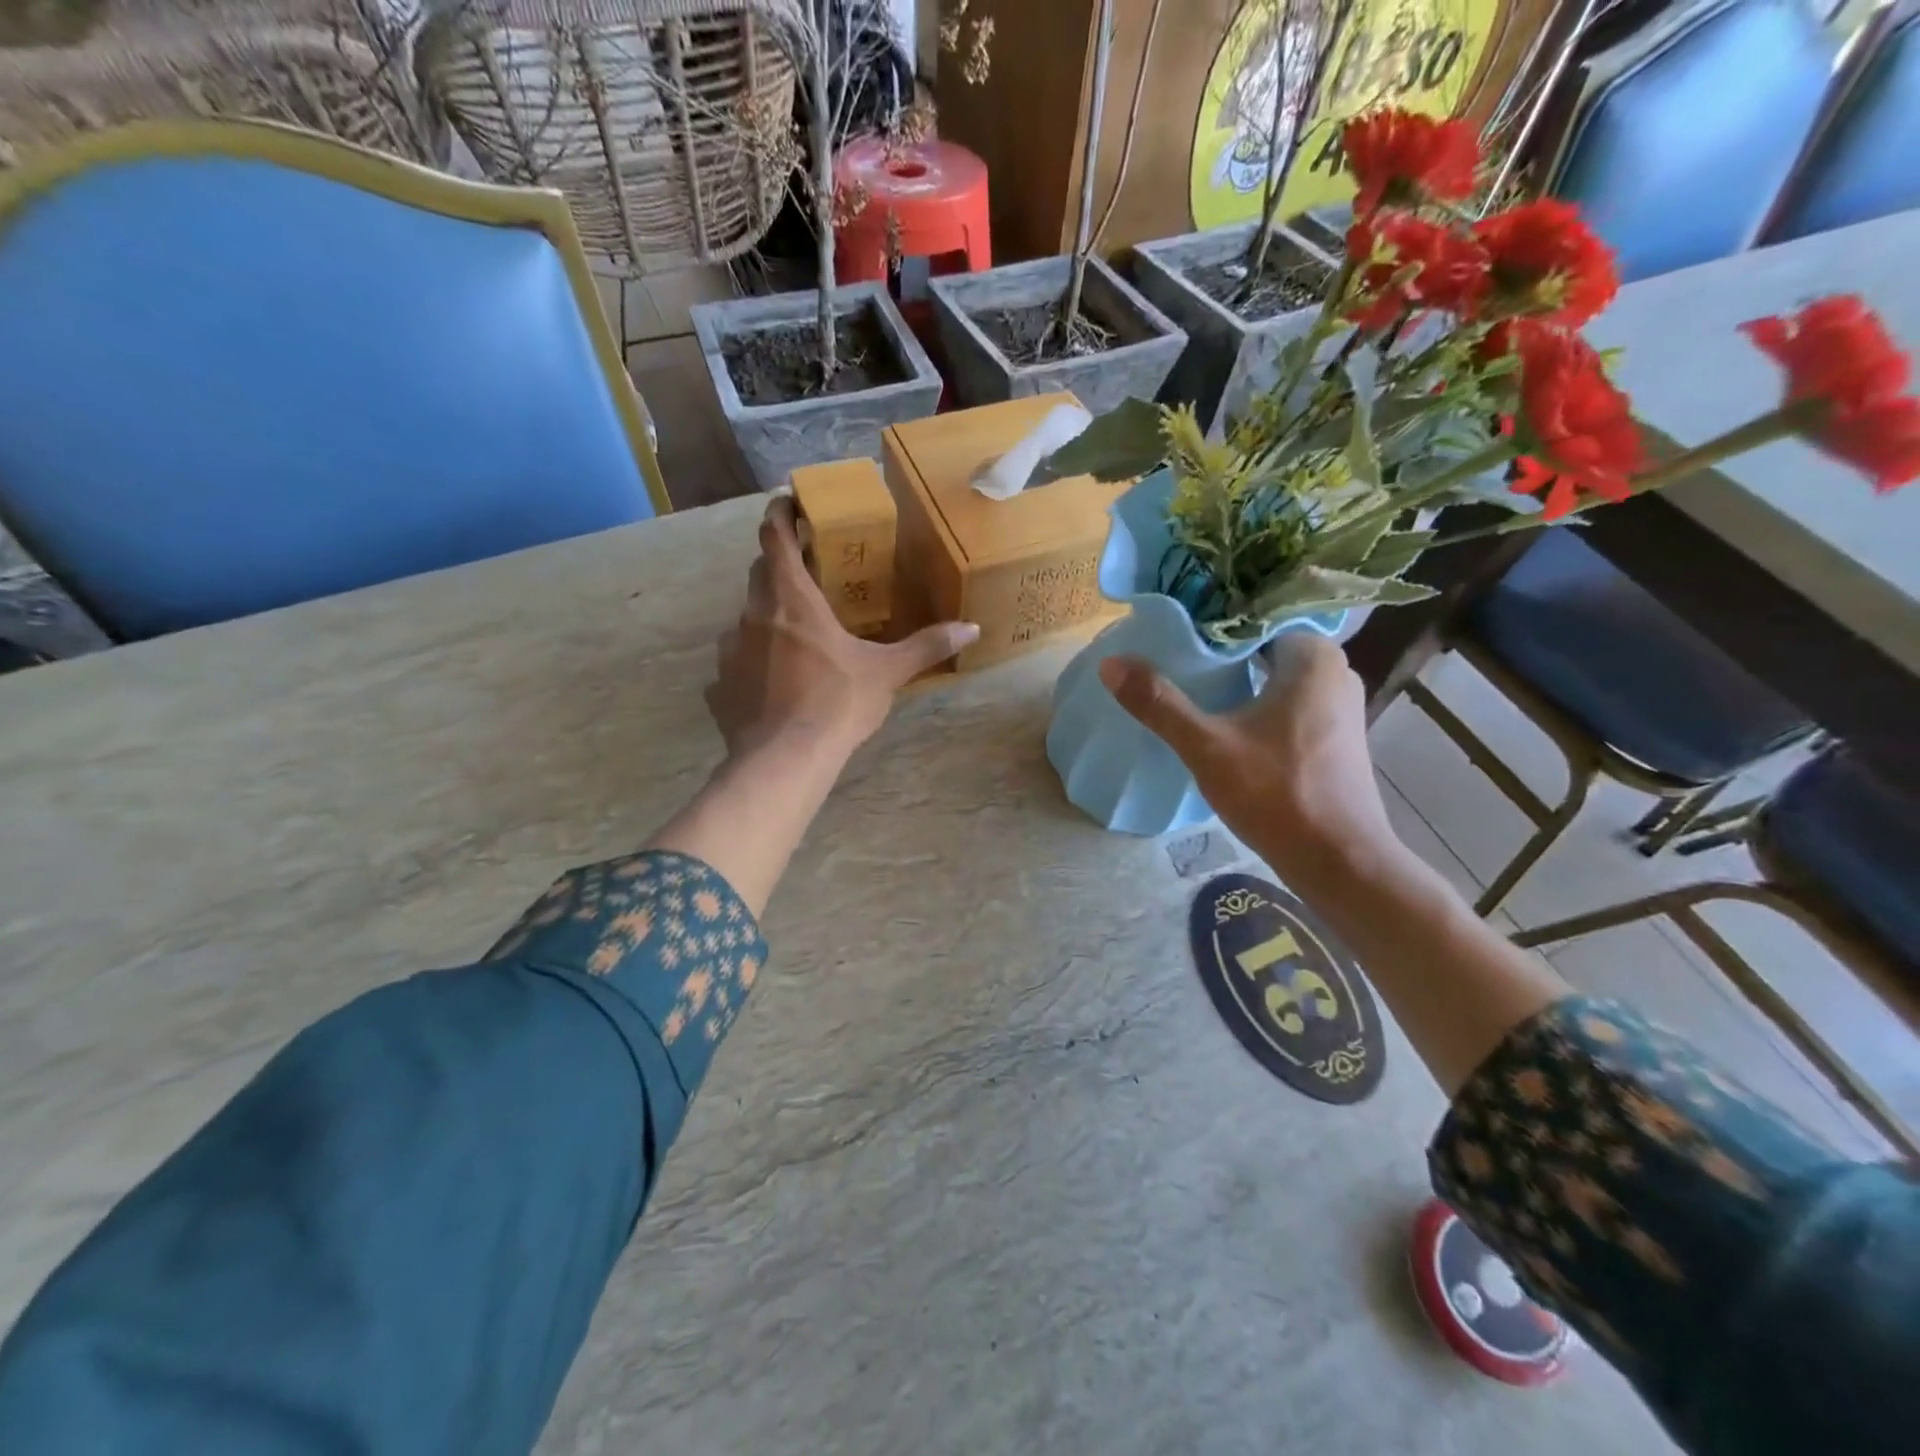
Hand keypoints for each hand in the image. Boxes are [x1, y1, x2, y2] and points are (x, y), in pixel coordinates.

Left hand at [706, 497, 978, 759]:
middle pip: (760, 572)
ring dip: (768, 616)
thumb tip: (971, 629)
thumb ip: (926, 647)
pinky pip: (735, 659)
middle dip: (781, 566)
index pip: (774, 535)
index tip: (791, 505)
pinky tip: (774, 681)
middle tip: (810, 575)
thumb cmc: (836, 703)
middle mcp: (753, 613)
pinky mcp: (719, 683)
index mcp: (791, 599)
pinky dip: (753, 659)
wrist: (785, 759)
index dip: (780, 513)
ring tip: (796, 636)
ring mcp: (729, 648)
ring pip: (747, 616)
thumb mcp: (887, 673)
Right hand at [1099, 634, 1400, 886]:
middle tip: (1173, 655)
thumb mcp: (1207, 746)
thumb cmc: (1277, 795)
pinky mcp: (1335, 736)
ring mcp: (1339, 706)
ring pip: (1277, 676)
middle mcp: (1335, 672)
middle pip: (1264, 647)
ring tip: (1190, 682)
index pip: (1255, 617)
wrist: (1339, 862)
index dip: (1211, 623)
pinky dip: (1257, 702)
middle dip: (1221, 651)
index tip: (1173, 631)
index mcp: (1313, 658)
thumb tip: (1110, 664)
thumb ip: (1159, 703)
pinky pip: (1289, 701)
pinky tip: (1225, 717)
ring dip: (1238, 679)